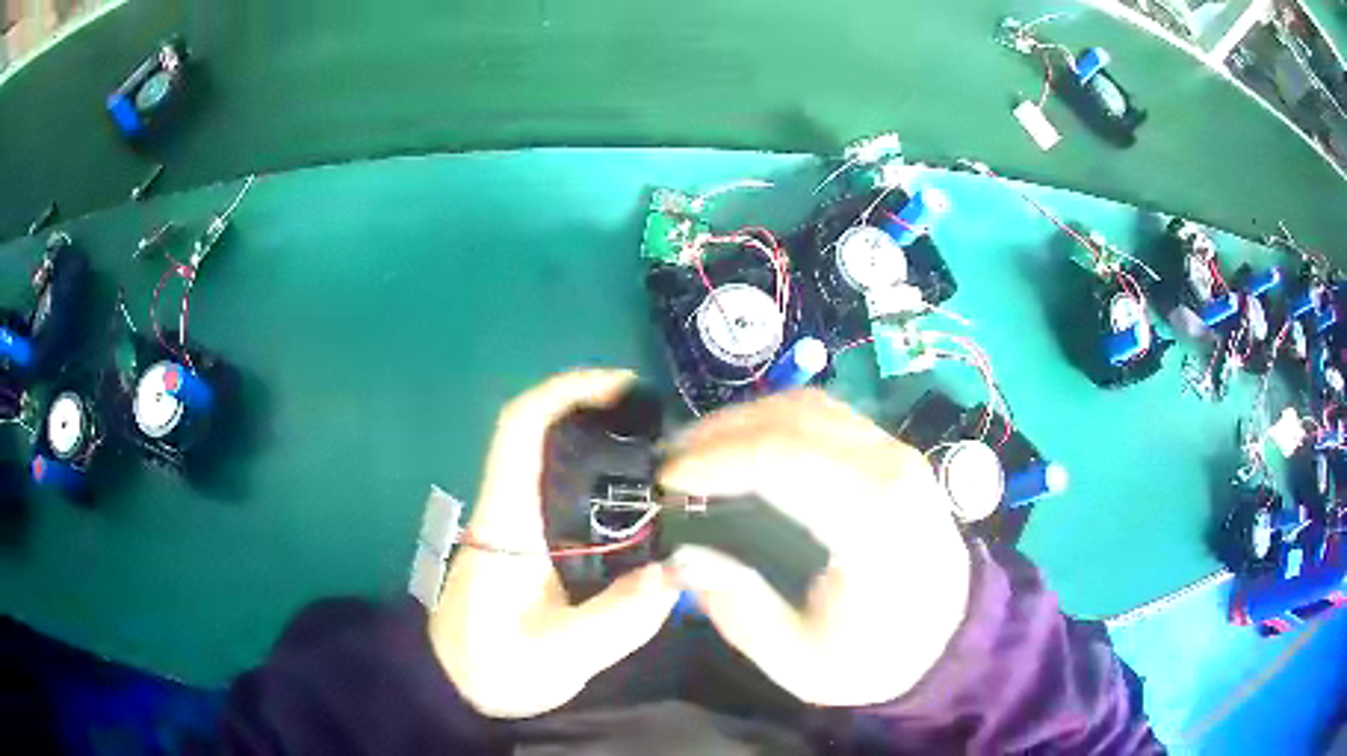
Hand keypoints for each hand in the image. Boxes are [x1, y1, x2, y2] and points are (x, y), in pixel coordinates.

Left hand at [431, 370, 679, 718]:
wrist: (454, 683)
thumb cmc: (493, 666)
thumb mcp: (557, 655)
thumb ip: (615, 621)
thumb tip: (675, 574)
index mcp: (506, 519)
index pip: (521, 428)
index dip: (567, 391)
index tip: (623, 387)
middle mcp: (508, 505)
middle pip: (543, 430)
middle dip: (599, 411)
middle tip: (666, 427)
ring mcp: (515, 520)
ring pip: (554, 458)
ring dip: (602, 441)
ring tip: (667, 458)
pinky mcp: (527, 539)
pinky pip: (564, 490)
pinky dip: (602, 479)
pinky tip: (644, 504)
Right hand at [660, 389, 970, 707]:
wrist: (948, 635)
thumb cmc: (879, 656)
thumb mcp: (800, 661)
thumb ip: (738, 609)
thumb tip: (683, 556)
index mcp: (873, 520)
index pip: (782, 459)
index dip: (713, 460)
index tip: (665, 481)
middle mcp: (889, 466)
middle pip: (791, 418)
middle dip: (718, 433)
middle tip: (669, 464)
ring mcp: (895, 450)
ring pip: (806, 405)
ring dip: (742, 421)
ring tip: (697, 454)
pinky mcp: (891, 451)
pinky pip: (823, 416)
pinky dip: (772, 423)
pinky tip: (743, 451)